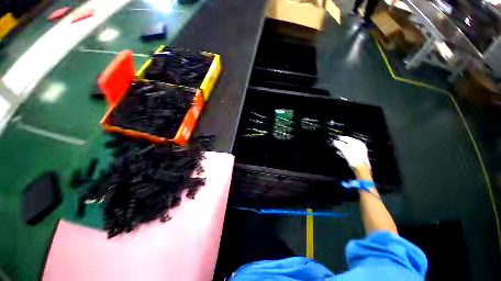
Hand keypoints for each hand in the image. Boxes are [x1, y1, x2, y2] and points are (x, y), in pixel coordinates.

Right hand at [332, 136, 370, 169]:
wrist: (359, 167)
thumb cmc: (354, 157)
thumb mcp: (344, 149)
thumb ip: (338, 144)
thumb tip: (334, 142)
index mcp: (358, 142)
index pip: (347, 138)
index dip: (339, 138)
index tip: (334, 139)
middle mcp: (360, 146)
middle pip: (347, 143)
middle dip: (340, 144)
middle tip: (334, 144)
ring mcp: (359, 152)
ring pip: (347, 148)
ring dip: (341, 149)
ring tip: (336, 149)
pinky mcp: (357, 157)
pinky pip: (348, 153)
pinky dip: (344, 153)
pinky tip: (340, 154)